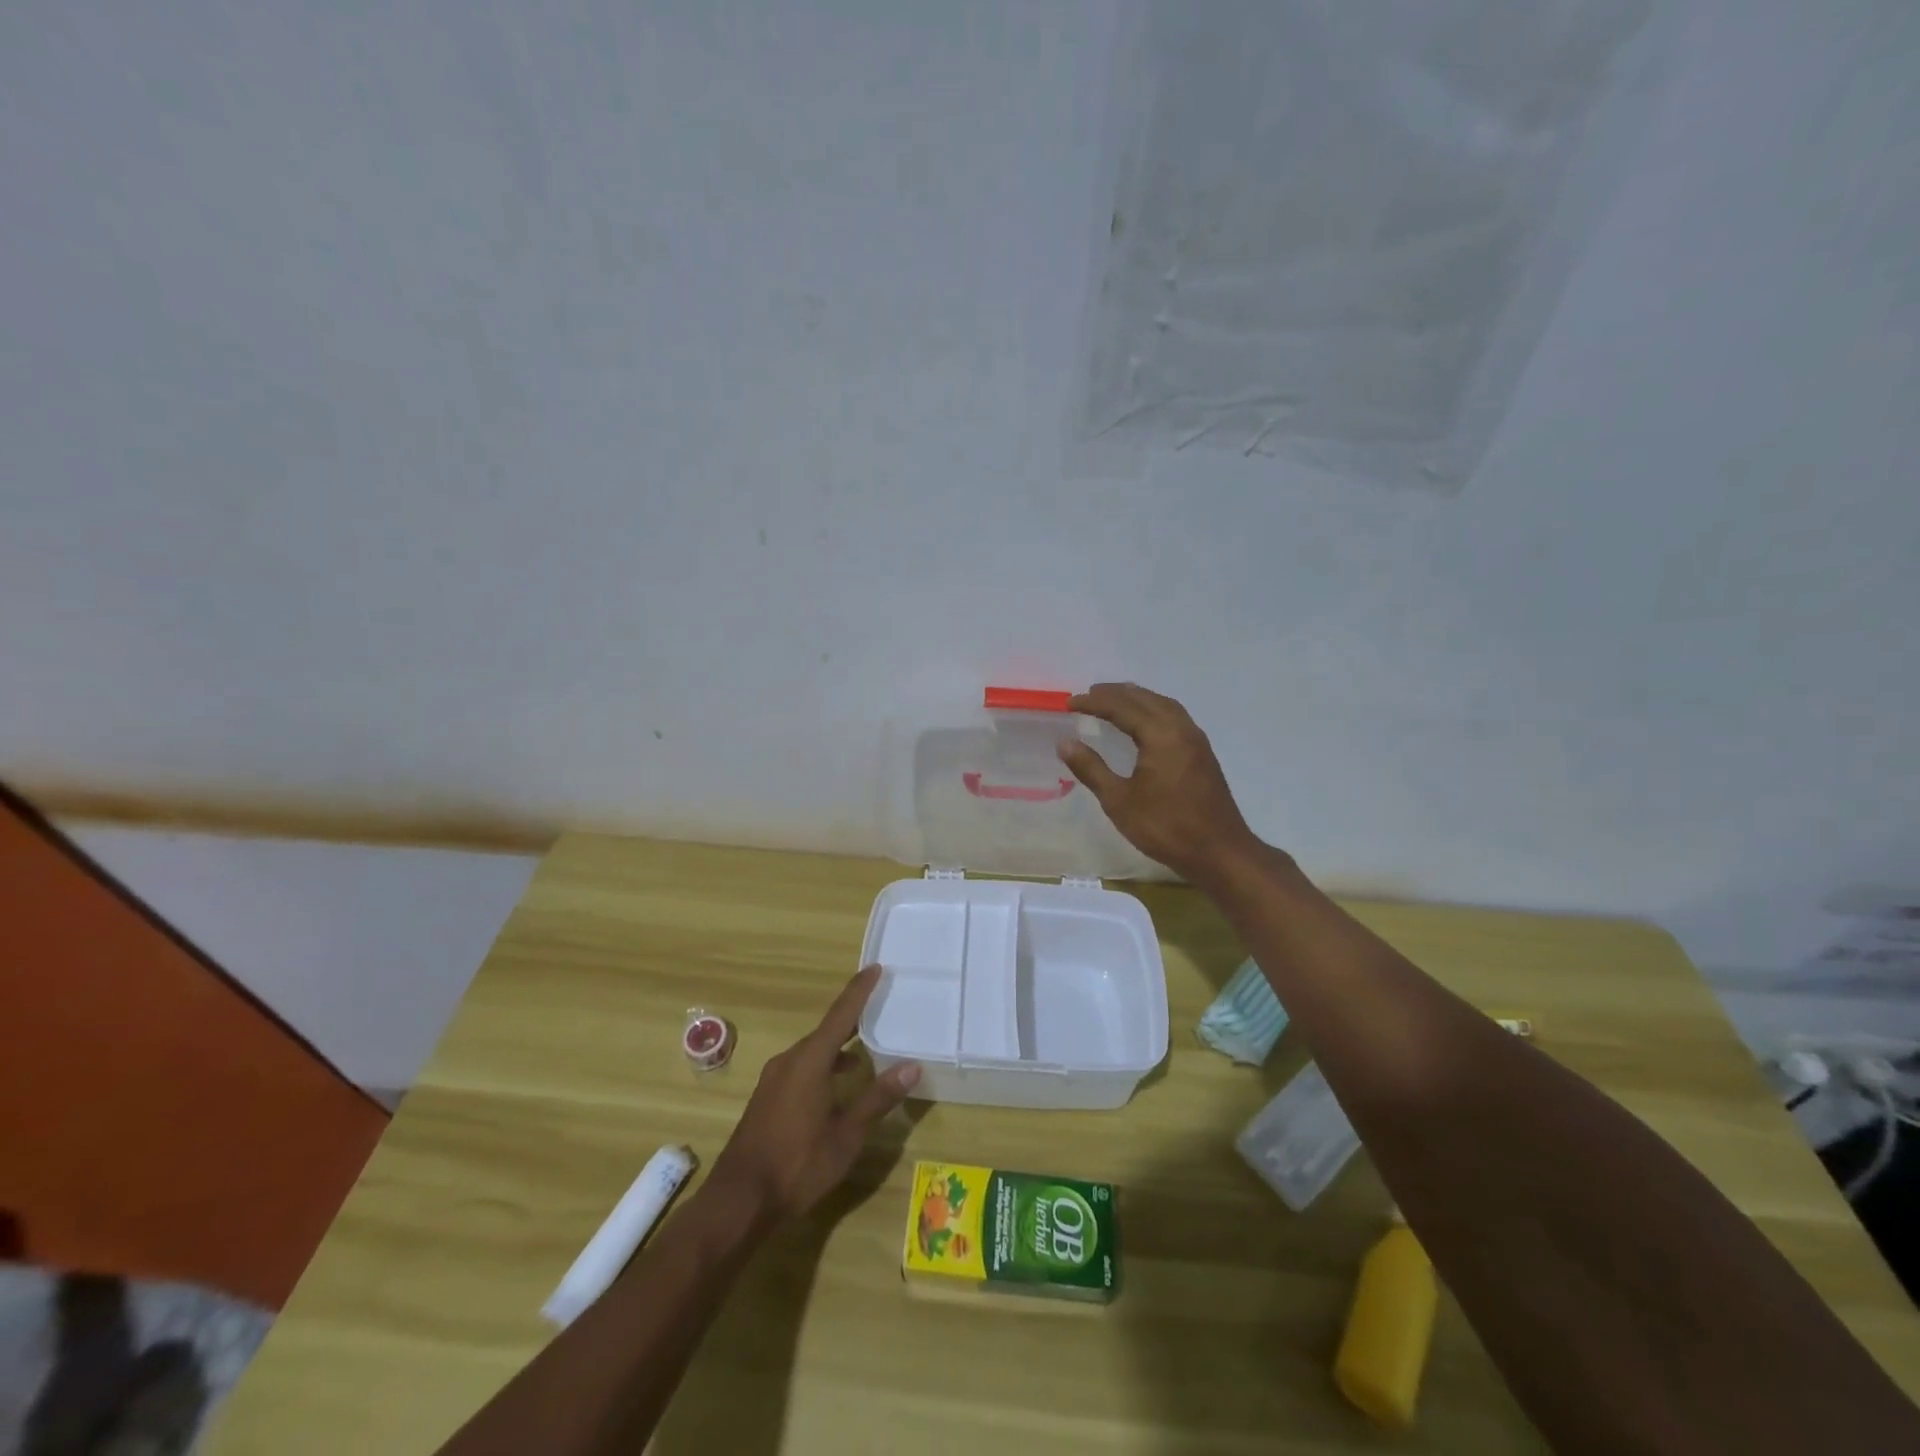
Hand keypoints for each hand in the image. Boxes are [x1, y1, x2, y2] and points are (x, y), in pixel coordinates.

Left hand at [703, 966, 920, 1230]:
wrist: (738, 1201)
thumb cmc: (797, 1165)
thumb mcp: (846, 1136)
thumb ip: (878, 1098)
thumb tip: (912, 1066)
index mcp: (810, 1061)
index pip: (841, 1014)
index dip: (859, 990)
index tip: (876, 967)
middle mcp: (789, 1061)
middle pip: (826, 1030)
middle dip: (852, 1018)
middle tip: (879, 1006)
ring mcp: (774, 1079)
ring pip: (813, 1051)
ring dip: (838, 1046)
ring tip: (864, 1050)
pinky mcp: (767, 1097)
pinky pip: (801, 1067)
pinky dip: (823, 1065)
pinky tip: (836, 1086)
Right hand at [1058, 682, 1261, 883]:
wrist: (1219, 852)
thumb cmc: (1166, 827)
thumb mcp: (1119, 801)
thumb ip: (1091, 769)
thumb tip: (1065, 743)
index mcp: (1160, 735)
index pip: (1121, 707)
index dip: (1093, 702)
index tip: (1069, 703)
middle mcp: (1181, 728)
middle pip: (1145, 698)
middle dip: (1115, 694)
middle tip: (1088, 695)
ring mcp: (1196, 740)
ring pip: (1163, 705)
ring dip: (1137, 698)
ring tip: (1114, 701)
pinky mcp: (1202, 753)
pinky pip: (1174, 717)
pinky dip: (1153, 710)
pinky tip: (1144, 723)